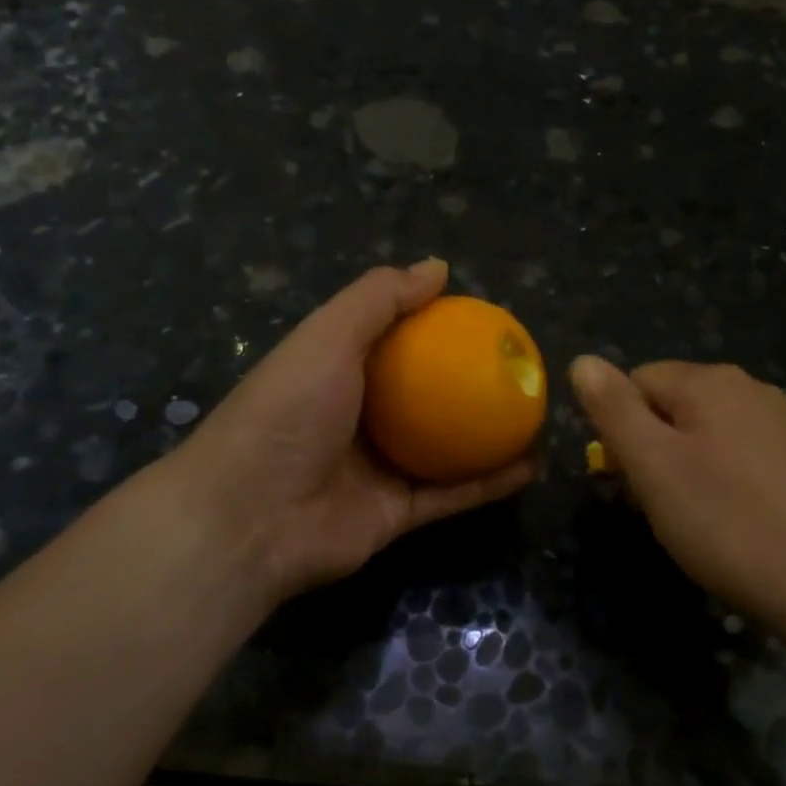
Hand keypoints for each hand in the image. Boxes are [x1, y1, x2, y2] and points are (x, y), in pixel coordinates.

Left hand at [160, 260, 535, 604]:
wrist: (250, 519)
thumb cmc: (288, 412)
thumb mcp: (327, 337)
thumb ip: (379, 298)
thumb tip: (437, 267)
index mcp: (336, 371)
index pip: (392, 338)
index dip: (434, 324)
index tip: (483, 315)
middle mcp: (358, 417)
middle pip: (424, 393)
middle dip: (468, 380)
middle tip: (517, 366)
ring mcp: (377, 468)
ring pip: (445, 446)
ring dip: (488, 433)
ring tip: (535, 413)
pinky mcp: (395, 514)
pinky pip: (451, 494)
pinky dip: (489, 482)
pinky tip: (531, 465)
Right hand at [569, 357, 785, 628]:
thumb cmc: (726, 523)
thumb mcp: (653, 465)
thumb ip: (613, 409)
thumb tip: (583, 361)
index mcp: (711, 381)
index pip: (636, 382)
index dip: (620, 429)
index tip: (627, 480)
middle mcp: (749, 388)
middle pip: (671, 405)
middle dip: (651, 449)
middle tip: (656, 505)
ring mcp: (781, 422)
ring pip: (704, 432)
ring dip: (683, 467)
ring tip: (691, 519)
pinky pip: (738, 454)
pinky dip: (720, 480)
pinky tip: (730, 520)